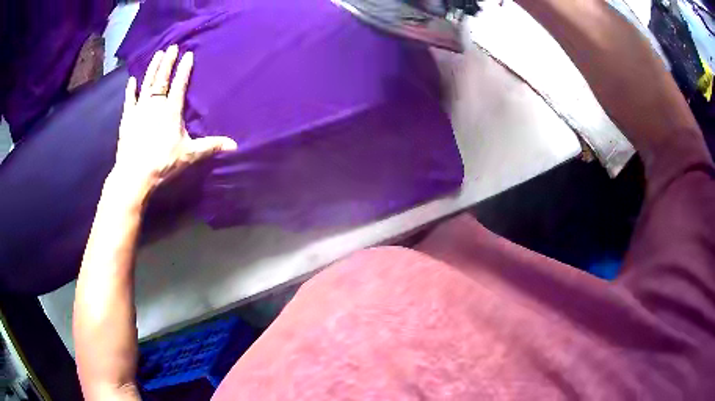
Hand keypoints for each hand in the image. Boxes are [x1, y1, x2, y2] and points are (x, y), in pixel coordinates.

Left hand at [113, 45, 236, 194]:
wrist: (134, 175)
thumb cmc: (163, 163)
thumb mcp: (189, 155)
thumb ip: (210, 146)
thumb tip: (235, 145)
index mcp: (171, 111)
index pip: (179, 85)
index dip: (184, 69)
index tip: (188, 54)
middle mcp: (155, 105)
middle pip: (162, 79)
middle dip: (168, 62)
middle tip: (172, 47)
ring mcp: (139, 110)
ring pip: (147, 84)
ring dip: (152, 68)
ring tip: (157, 54)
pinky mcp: (127, 119)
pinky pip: (129, 100)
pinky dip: (130, 90)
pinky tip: (132, 80)